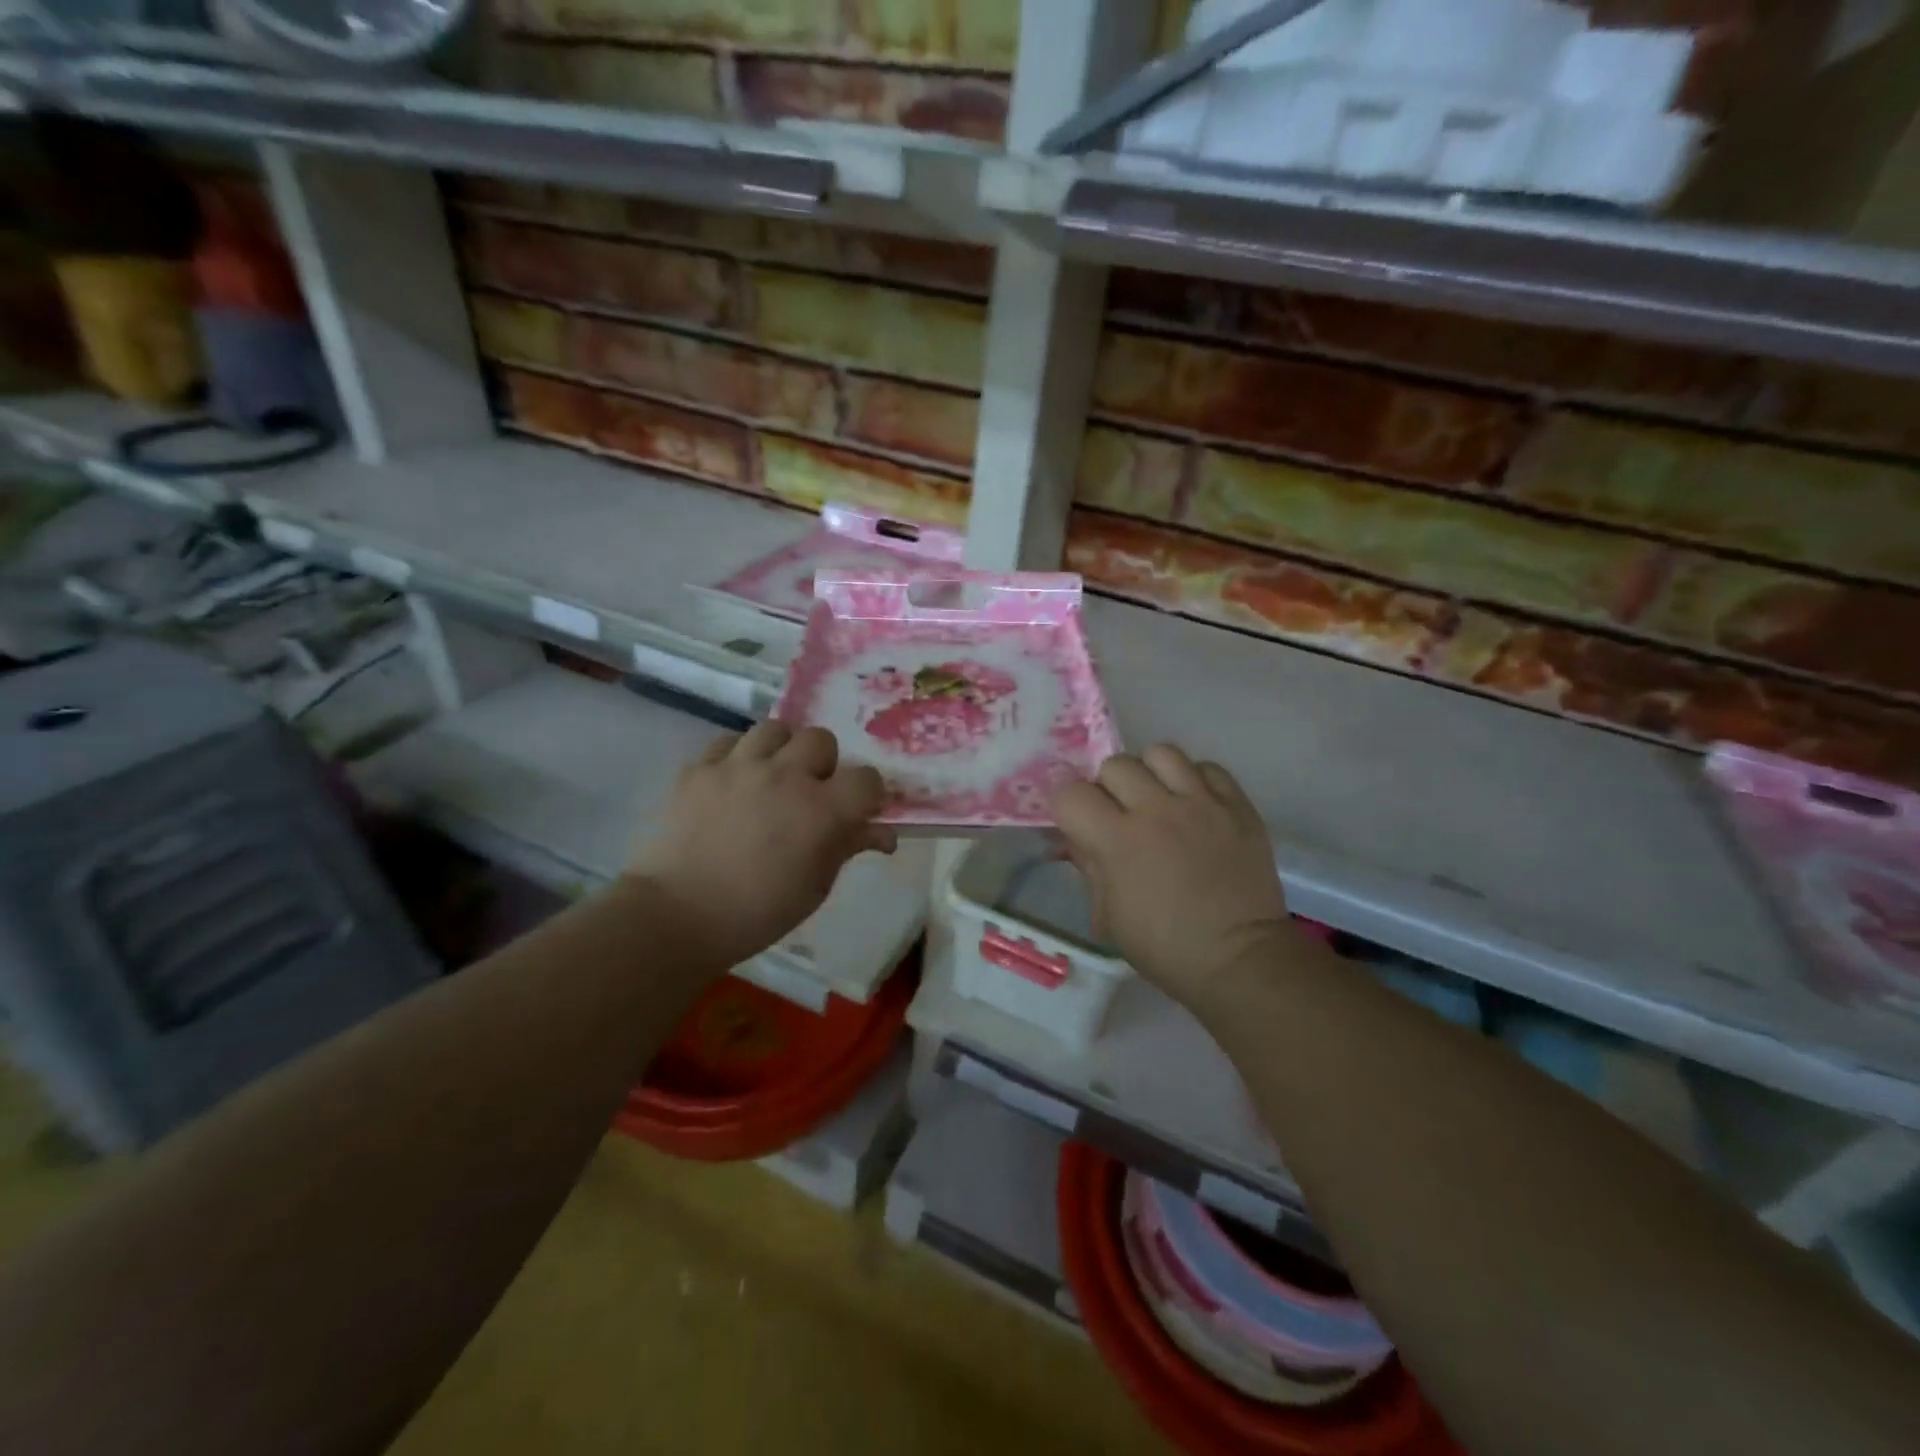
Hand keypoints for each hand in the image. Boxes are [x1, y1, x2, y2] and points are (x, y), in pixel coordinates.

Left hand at [630, 722, 895, 969]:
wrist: (676, 916)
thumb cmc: (757, 913)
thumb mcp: (815, 887)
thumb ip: (847, 848)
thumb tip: (881, 834)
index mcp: (821, 810)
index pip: (866, 778)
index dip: (867, 793)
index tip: (857, 810)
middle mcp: (784, 776)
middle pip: (821, 740)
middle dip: (822, 764)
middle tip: (809, 793)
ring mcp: (738, 767)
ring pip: (775, 729)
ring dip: (782, 750)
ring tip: (771, 777)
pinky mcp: (699, 769)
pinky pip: (728, 742)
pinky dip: (737, 757)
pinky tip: (733, 782)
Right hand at [1054, 745, 1291, 1005]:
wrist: (1239, 959)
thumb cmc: (1164, 947)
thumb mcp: (1106, 916)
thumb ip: (1088, 865)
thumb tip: (1075, 837)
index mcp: (1118, 841)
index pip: (1071, 792)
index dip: (1067, 804)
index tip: (1077, 821)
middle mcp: (1157, 810)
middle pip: (1115, 765)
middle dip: (1108, 788)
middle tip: (1119, 814)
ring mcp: (1202, 804)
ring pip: (1161, 753)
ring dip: (1150, 774)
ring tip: (1158, 800)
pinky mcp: (1238, 805)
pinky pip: (1207, 768)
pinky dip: (1194, 780)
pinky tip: (1194, 805)